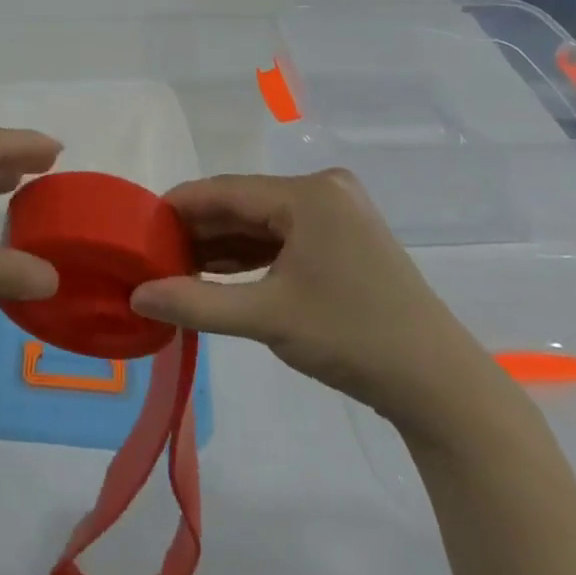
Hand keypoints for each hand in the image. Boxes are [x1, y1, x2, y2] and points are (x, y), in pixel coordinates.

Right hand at [130, 170, 491, 427]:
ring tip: (176, 269)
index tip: (137, 230)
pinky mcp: (344, 236)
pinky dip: (252, 255)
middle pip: (243, 204)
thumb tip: (138, 296)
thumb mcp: (267, 318)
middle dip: (198, 231)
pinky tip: (218, 274)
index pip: (224, 190)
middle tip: (152, 256)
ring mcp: (338, 212)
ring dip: (222, 245)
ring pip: (262, 221)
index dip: (177, 207)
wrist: (438, 384)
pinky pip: (284, 236)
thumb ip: (196, 302)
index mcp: (308, 194)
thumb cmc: (352, 339)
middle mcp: (323, 189)